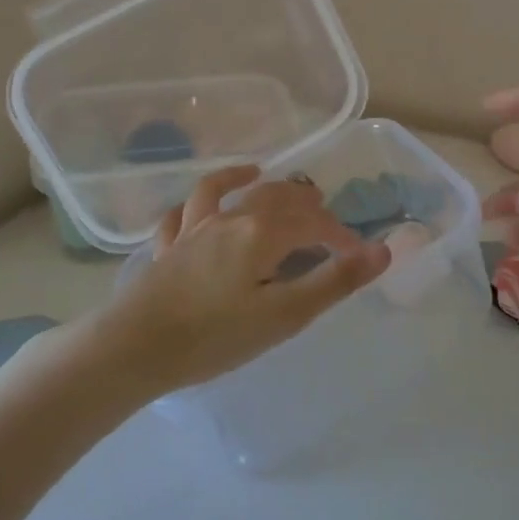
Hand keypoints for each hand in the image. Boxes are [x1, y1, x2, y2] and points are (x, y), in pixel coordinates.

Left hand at [90, 166, 390, 394]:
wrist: (136, 347)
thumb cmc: (216, 336)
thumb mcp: (285, 315)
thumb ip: (334, 281)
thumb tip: (381, 249)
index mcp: (262, 232)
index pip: (312, 222)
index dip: (339, 235)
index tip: (357, 255)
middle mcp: (229, 218)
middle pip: (273, 198)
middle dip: (301, 201)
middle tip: (321, 208)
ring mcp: (193, 228)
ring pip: (225, 192)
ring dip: (247, 179)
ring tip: (261, 172)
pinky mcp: (167, 246)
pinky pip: (182, 213)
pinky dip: (196, 202)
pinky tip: (199, 204)